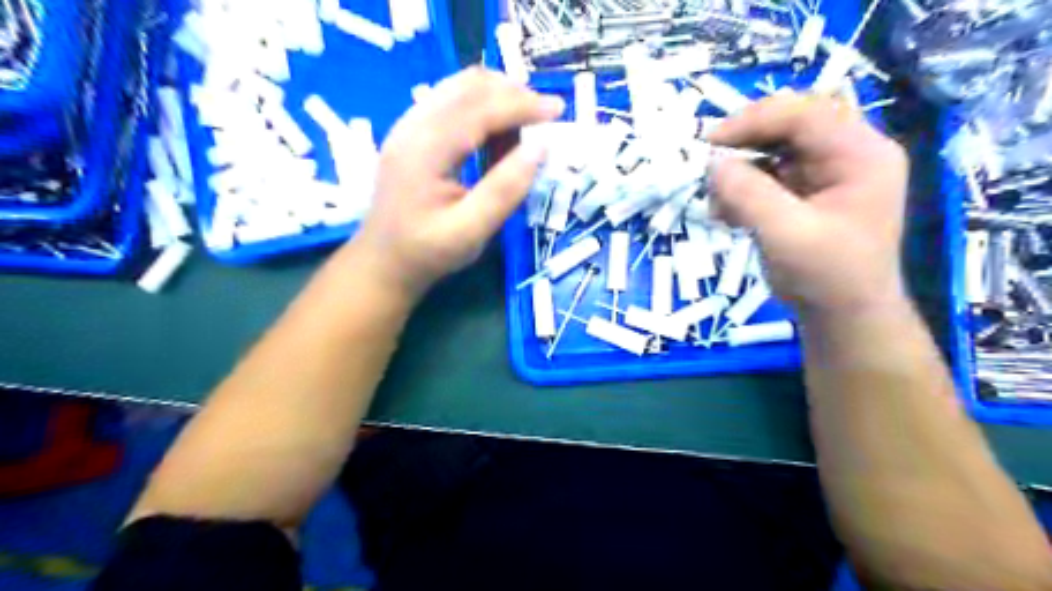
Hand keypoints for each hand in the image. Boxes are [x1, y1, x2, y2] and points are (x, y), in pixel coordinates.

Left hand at [352, 67, 566, 300]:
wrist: (383, 262)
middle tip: (545, 118)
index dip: (522, 105)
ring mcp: (408, 126)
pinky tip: (495, 137)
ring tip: (523, 131)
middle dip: (513, 94)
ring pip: (459, 88)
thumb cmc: (427, 253)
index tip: (558, 110)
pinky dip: (481, 108)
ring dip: (498, 98)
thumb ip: (505, 189)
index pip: (480, 108)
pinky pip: (451, 102)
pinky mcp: (412, 133)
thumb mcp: (470, 232)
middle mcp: (412, 126)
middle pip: (468, 86)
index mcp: (424, 149)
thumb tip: (540, 148)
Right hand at [711, 93, 907, 314]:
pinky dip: (742, 187)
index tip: (710, 143)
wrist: (842, 316)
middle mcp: (848, 154)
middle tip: (709, 162)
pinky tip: (728, 213)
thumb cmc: (826, 278)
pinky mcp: (806, 190)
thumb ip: (748, 195)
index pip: (806, 114)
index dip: (755, 120)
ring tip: (718, 200)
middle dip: (746, 140)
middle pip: (791, 122)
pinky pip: (768, 173)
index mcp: (861, 155)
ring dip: (740, 168)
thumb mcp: (786, 235)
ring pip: (775, 147)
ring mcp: (826, 172)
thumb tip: (711, 163)